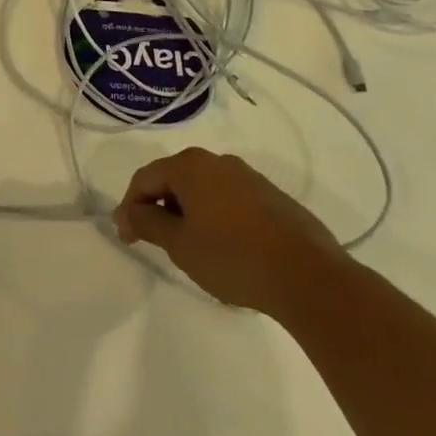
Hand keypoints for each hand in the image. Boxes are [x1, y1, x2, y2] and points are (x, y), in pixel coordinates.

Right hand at [112, 148, 344, 313]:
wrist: (308, 275)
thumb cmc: (232, 256)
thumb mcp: (180, 245)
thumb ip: (148, 223)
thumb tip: (127, 213)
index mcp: (190, 166)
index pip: (145, 178)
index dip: (130, 207)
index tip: (127, 238)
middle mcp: (217, 161)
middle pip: (174, 178)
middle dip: (159, 207)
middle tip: (156, 242)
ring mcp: (248, 176)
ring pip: (203, 189)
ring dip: (188, 212)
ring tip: (190, 247)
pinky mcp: (271, 195)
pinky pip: (229, 199)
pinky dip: (215, 216)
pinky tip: (224, 247)